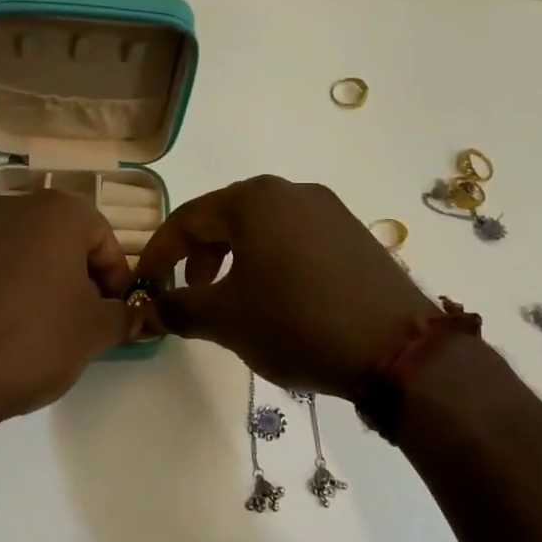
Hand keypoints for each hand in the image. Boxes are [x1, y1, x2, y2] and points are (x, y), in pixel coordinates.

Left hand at [0, 191, 133, 442]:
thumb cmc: (29, 341)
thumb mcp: (92, 334)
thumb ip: (120, 317)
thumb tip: (129, 314)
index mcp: (53, 213)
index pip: (101, 235)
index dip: (115, 275)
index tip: (113, 311)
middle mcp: (5, 209)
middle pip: (54, 237)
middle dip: (71, 274)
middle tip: (77, 318)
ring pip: (12, 252)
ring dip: (29, 280)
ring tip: (30, 329)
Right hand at [141, 176, 434, 397]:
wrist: (396, 349)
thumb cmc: (295, 322)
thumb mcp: (226, 319)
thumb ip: (179, 308)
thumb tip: (151, 307)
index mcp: (254, 200)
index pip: (188, 218)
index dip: (159, 252)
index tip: (145, 284)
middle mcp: (292, 192)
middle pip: (226, 218)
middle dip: (200, 256)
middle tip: (192, 293)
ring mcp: (329, 210)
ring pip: (263, 229)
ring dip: (236, 260)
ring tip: (234, 300)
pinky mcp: (355, 235)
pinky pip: (296, 239)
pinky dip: (272, 262)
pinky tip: (279, 299)